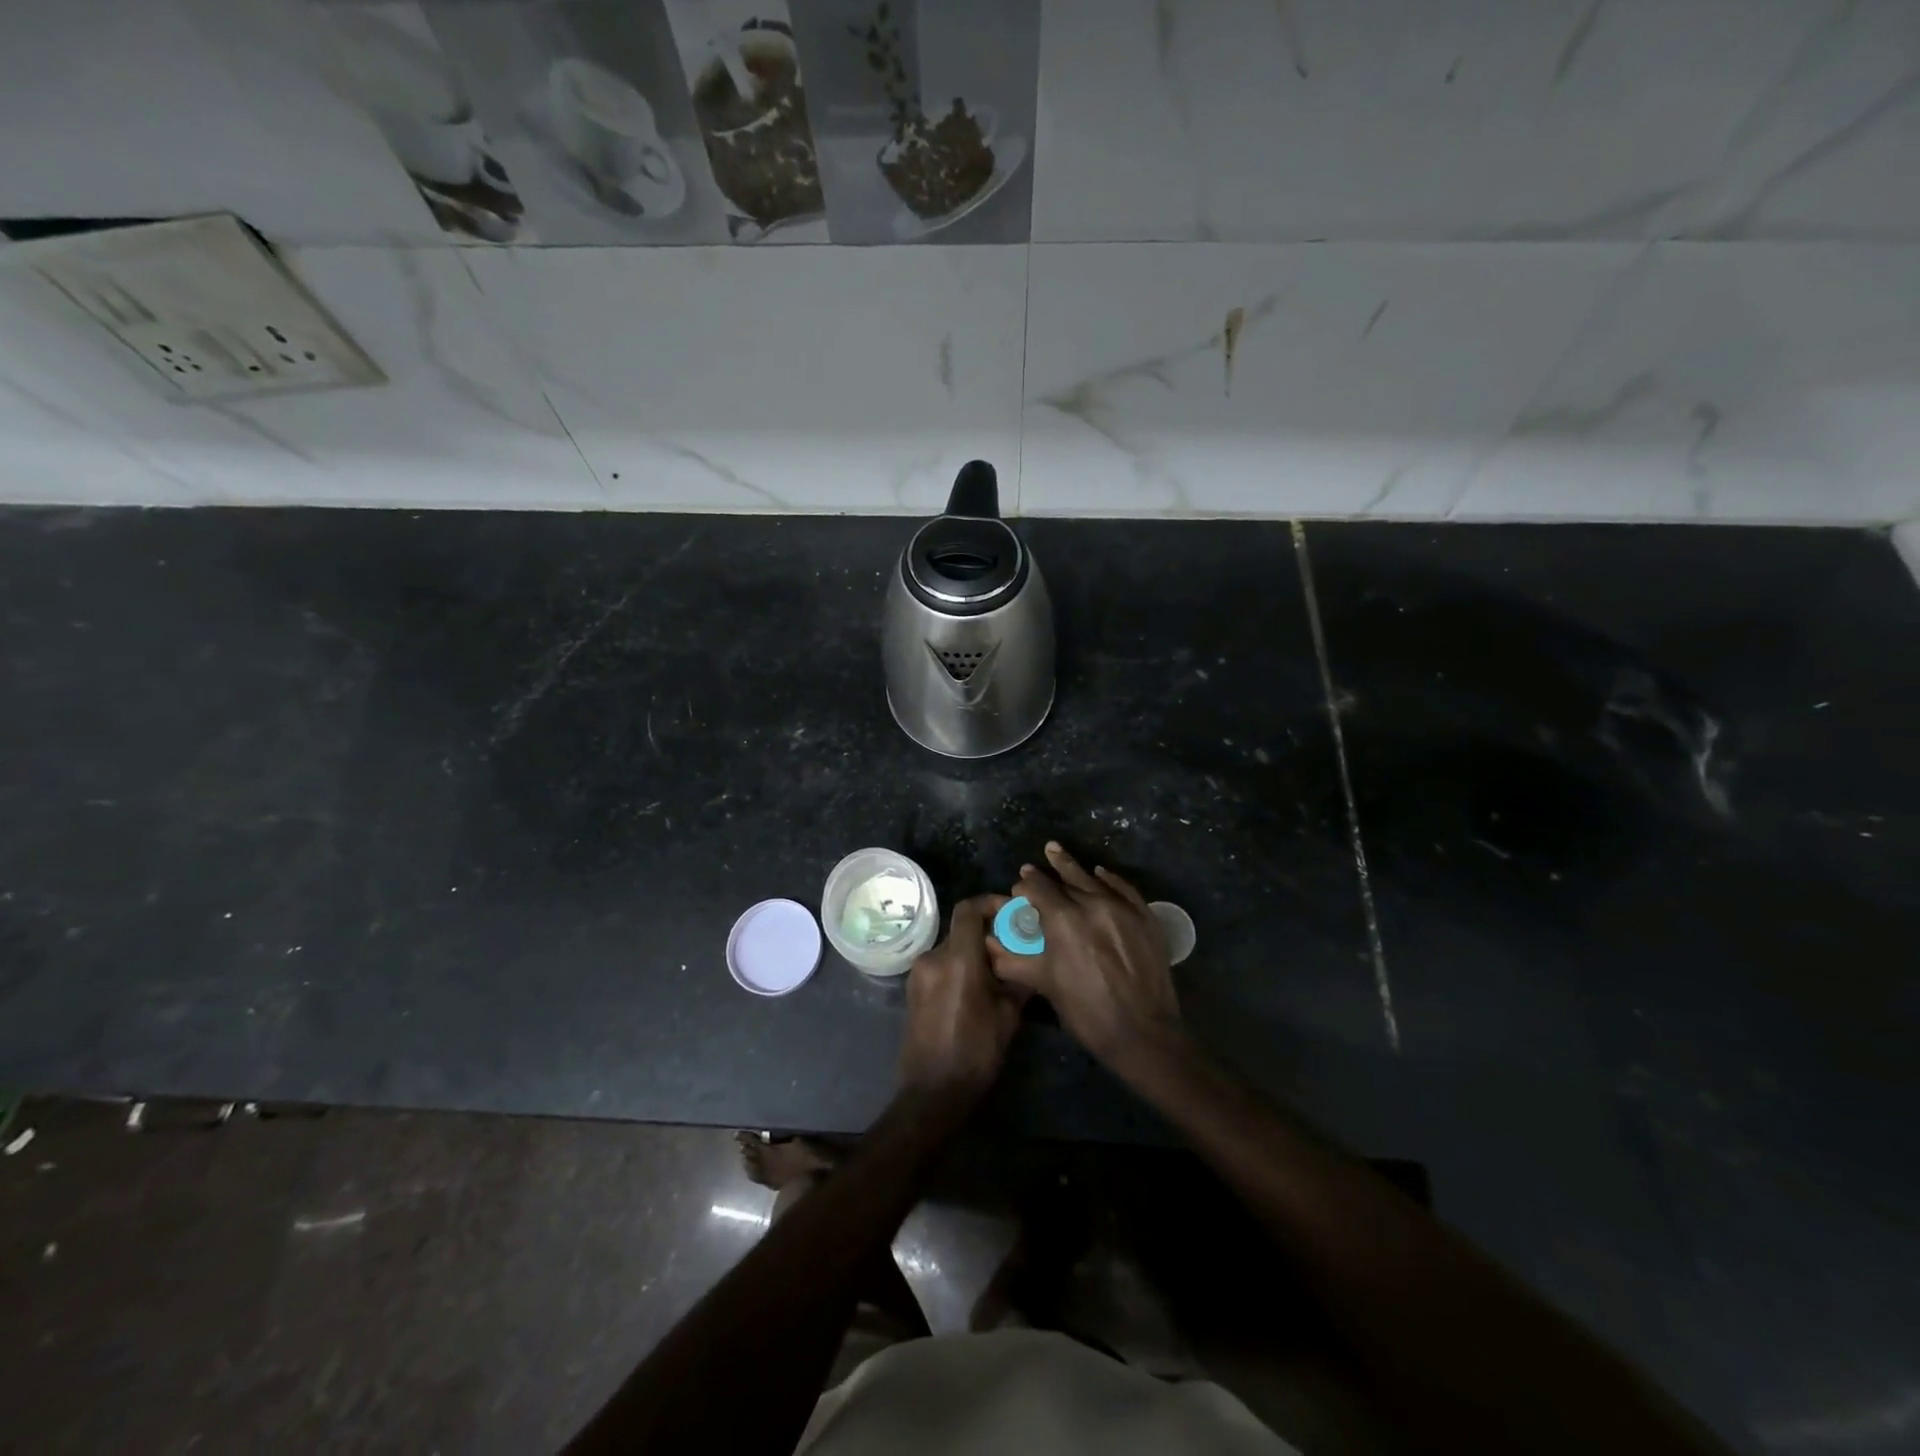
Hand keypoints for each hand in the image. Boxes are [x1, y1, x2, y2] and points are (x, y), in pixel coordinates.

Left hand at [898, 895, 1025, 1098]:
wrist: (932, 1092)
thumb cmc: (975, 1052)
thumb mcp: (1008, 1016)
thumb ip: (1018, 980)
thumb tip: (1030, 960)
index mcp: (957, 959)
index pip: (968, 909)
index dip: (990, 903)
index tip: (1011, 913)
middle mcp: (933, 958)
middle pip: (961, 929)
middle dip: (987, 932)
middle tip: (1012, 946)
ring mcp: (918, 974)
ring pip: (951, 948)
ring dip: (973, 952)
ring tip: (998, 971)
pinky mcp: (913, 990)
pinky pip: (940, 966)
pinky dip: (959, 966)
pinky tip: (977, 989)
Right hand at [987, 842, 1179, 1070]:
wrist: (1143, 1033)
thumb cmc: (1086, 1012)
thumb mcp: (1045, 985)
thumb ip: (1014, 960)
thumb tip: (989, 944)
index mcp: (1064, 920)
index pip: (1037, 890)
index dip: (1024, 888)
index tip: (1017, 891)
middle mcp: (1092, 904)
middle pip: (1064, 880)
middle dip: (1045, 874)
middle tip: (1031, 867)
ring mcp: (1122, 908)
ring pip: (1092, 880)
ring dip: (1072, 868)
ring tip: (1055, 851)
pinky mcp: (1145, 917)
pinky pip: (1124, 888)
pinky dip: (1109, 878)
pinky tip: (1099, 872)